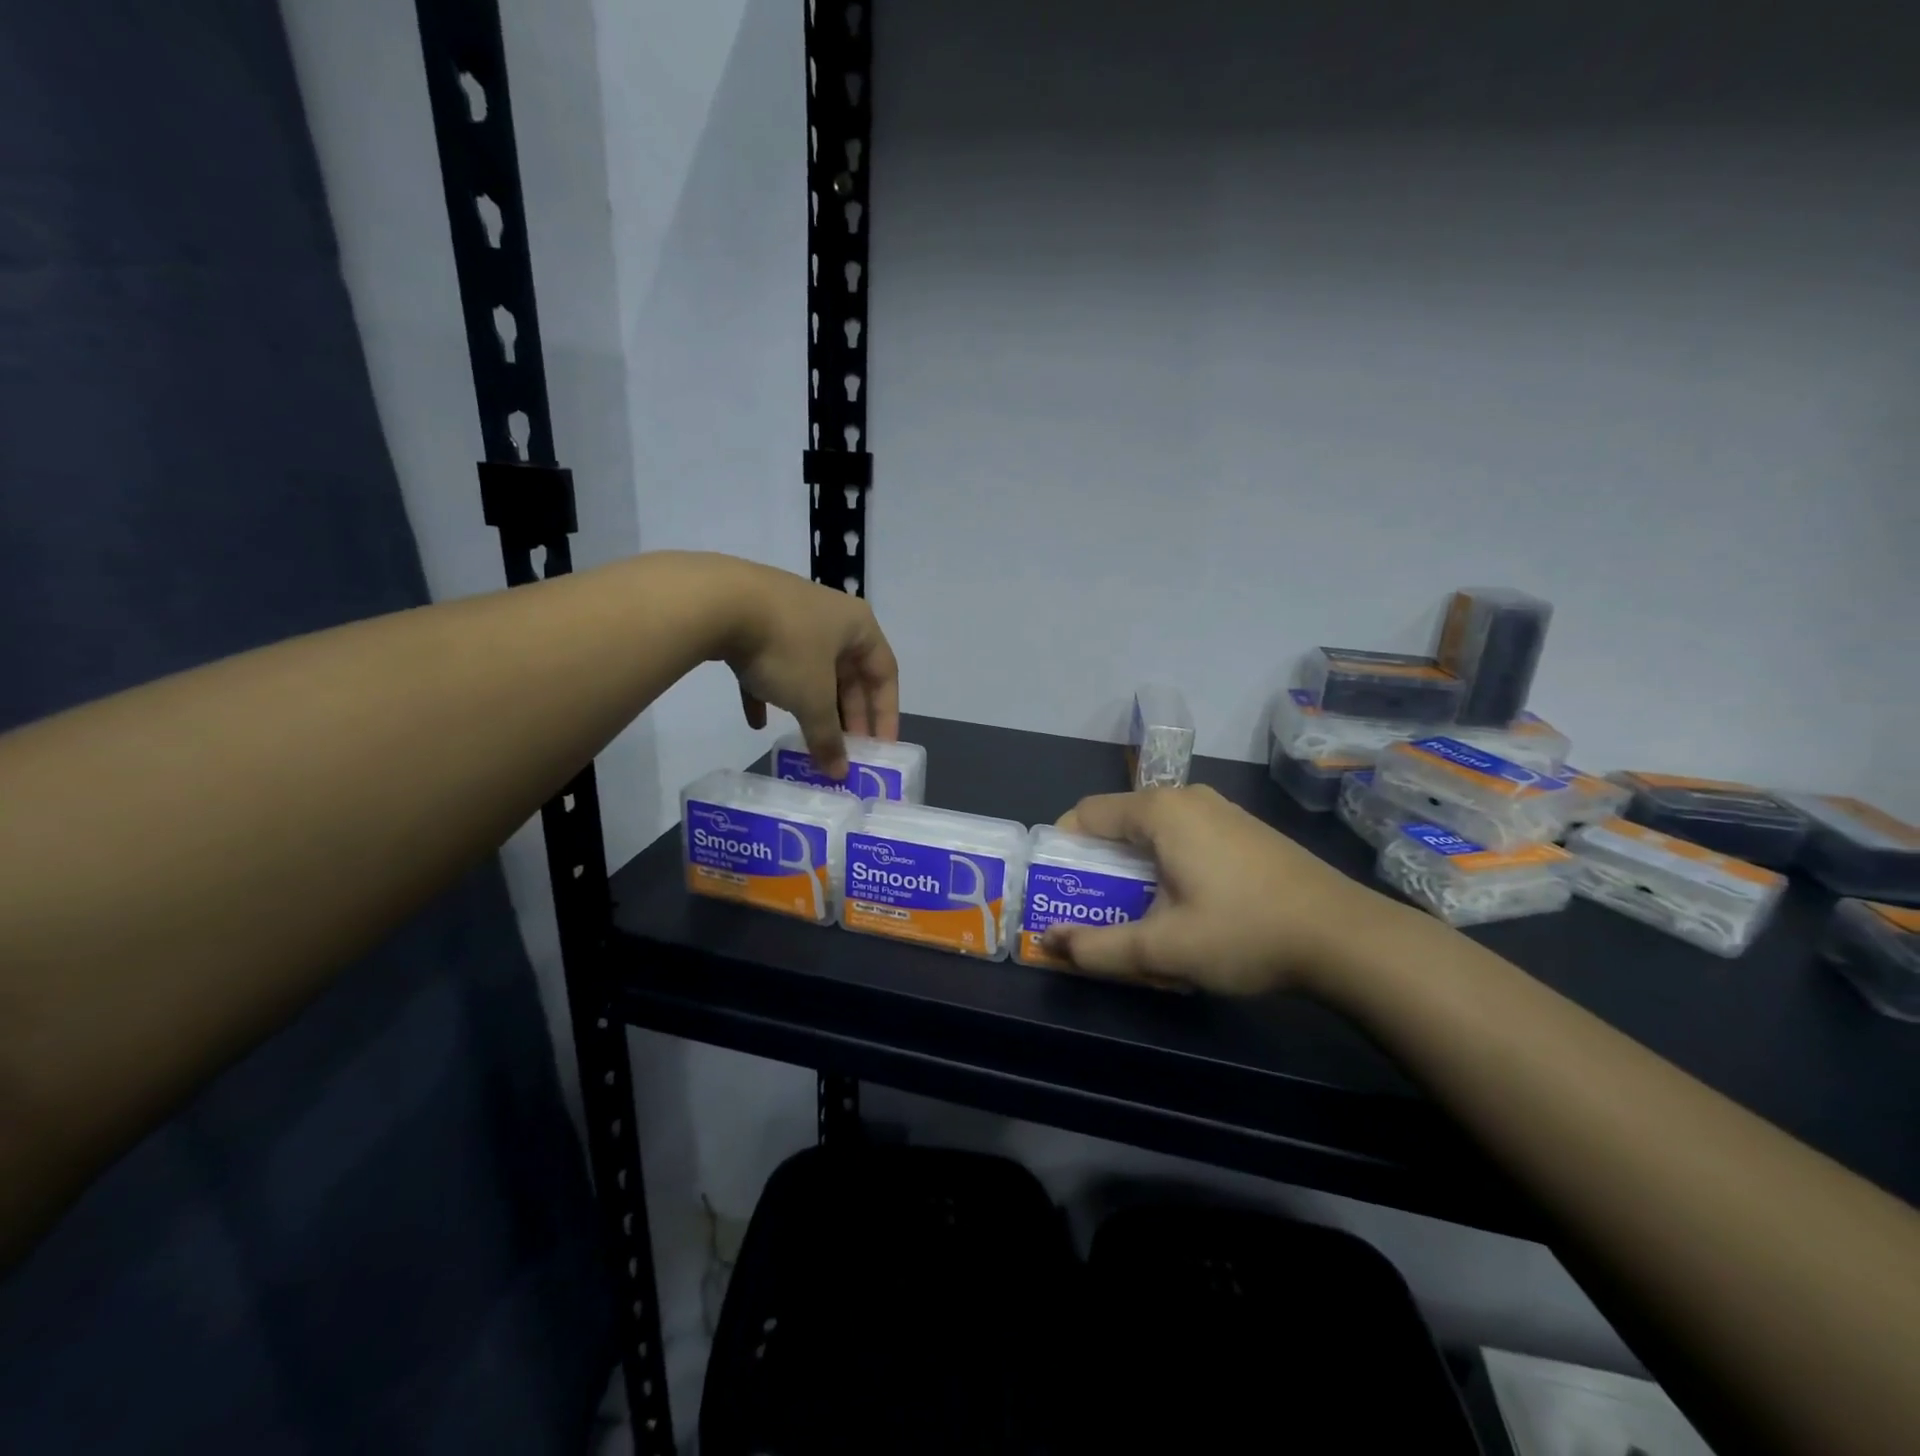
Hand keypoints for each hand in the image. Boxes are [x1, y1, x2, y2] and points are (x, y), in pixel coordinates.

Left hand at [713, 559, 899, 777]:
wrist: (718, 601)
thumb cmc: (786, 648)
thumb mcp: (813, 699)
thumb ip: (828, 737)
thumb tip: (839, 774)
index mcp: (859, 626)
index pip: (885, 675)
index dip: (885, 715)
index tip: (880, 750)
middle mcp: (830, 616)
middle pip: (848, 674)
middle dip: (846, 716)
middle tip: (844, 750)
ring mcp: (790, 616)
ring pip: (810, 670)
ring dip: (810, 706)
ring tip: (808, 739)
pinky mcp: (754, 620)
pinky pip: (771, 663)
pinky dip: (769, 692)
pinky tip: (757, 722)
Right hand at [1042, 785, 1395, 995]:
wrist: (1346, 937)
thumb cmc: (1244, 933)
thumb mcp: (1163, 949)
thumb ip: (1097, 947)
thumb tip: (1049, 942)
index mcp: (1160, 811)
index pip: (1085, 814)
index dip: (1063, 852)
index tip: (1061, 892)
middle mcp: (1187, 798)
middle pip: (1119, 823)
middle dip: (1099, 867)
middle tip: (1097, 913)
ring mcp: (1221, 811)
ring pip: (1154, 834)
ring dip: (1135, 871)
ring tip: (1141, 918)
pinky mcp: (1244, 831)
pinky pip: (1185, 839)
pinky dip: (1168, 867)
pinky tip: (1187, 909)